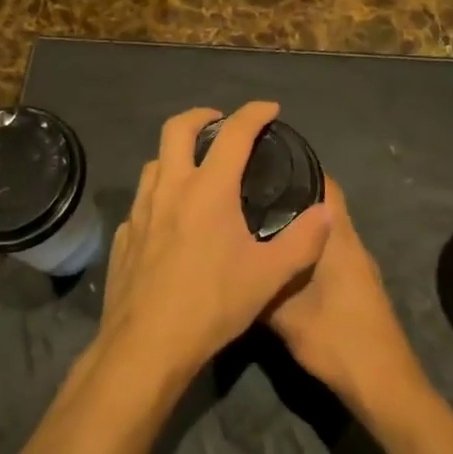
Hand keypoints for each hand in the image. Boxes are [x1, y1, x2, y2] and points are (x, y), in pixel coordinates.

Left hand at [99, 102, 332, 381]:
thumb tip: (327, 212)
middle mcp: (169, 188)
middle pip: (176, 128)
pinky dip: (160, 194)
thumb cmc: (212, 305)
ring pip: (154, 162)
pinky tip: (170, 219)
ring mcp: (140, 211)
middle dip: (201, 116)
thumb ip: (303, 241)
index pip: (233, 134)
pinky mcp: (124, 235)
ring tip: (196, 169)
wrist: (147, 344)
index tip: (269, 109)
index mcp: (207, 190)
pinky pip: (142, 201)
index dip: (254, 114)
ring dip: (176, 154)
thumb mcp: (269, 277)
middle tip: (220, 123)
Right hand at [266, 177, 423, 409]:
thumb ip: (259, 283)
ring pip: (324, 228)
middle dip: (290, 191)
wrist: (382, 384)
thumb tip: (230, 260)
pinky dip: (304, 244)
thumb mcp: (284, 314)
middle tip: (249, 187)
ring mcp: (357, 264)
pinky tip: (277, 255)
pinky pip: (327, 248)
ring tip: (255, 216)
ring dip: (297, 219)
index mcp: (338, 238)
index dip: (296, 166)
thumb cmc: (336, 340)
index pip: (323, 183)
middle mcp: (351, 242)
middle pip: (322, 202)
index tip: (263, 159)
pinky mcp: (357, 284)